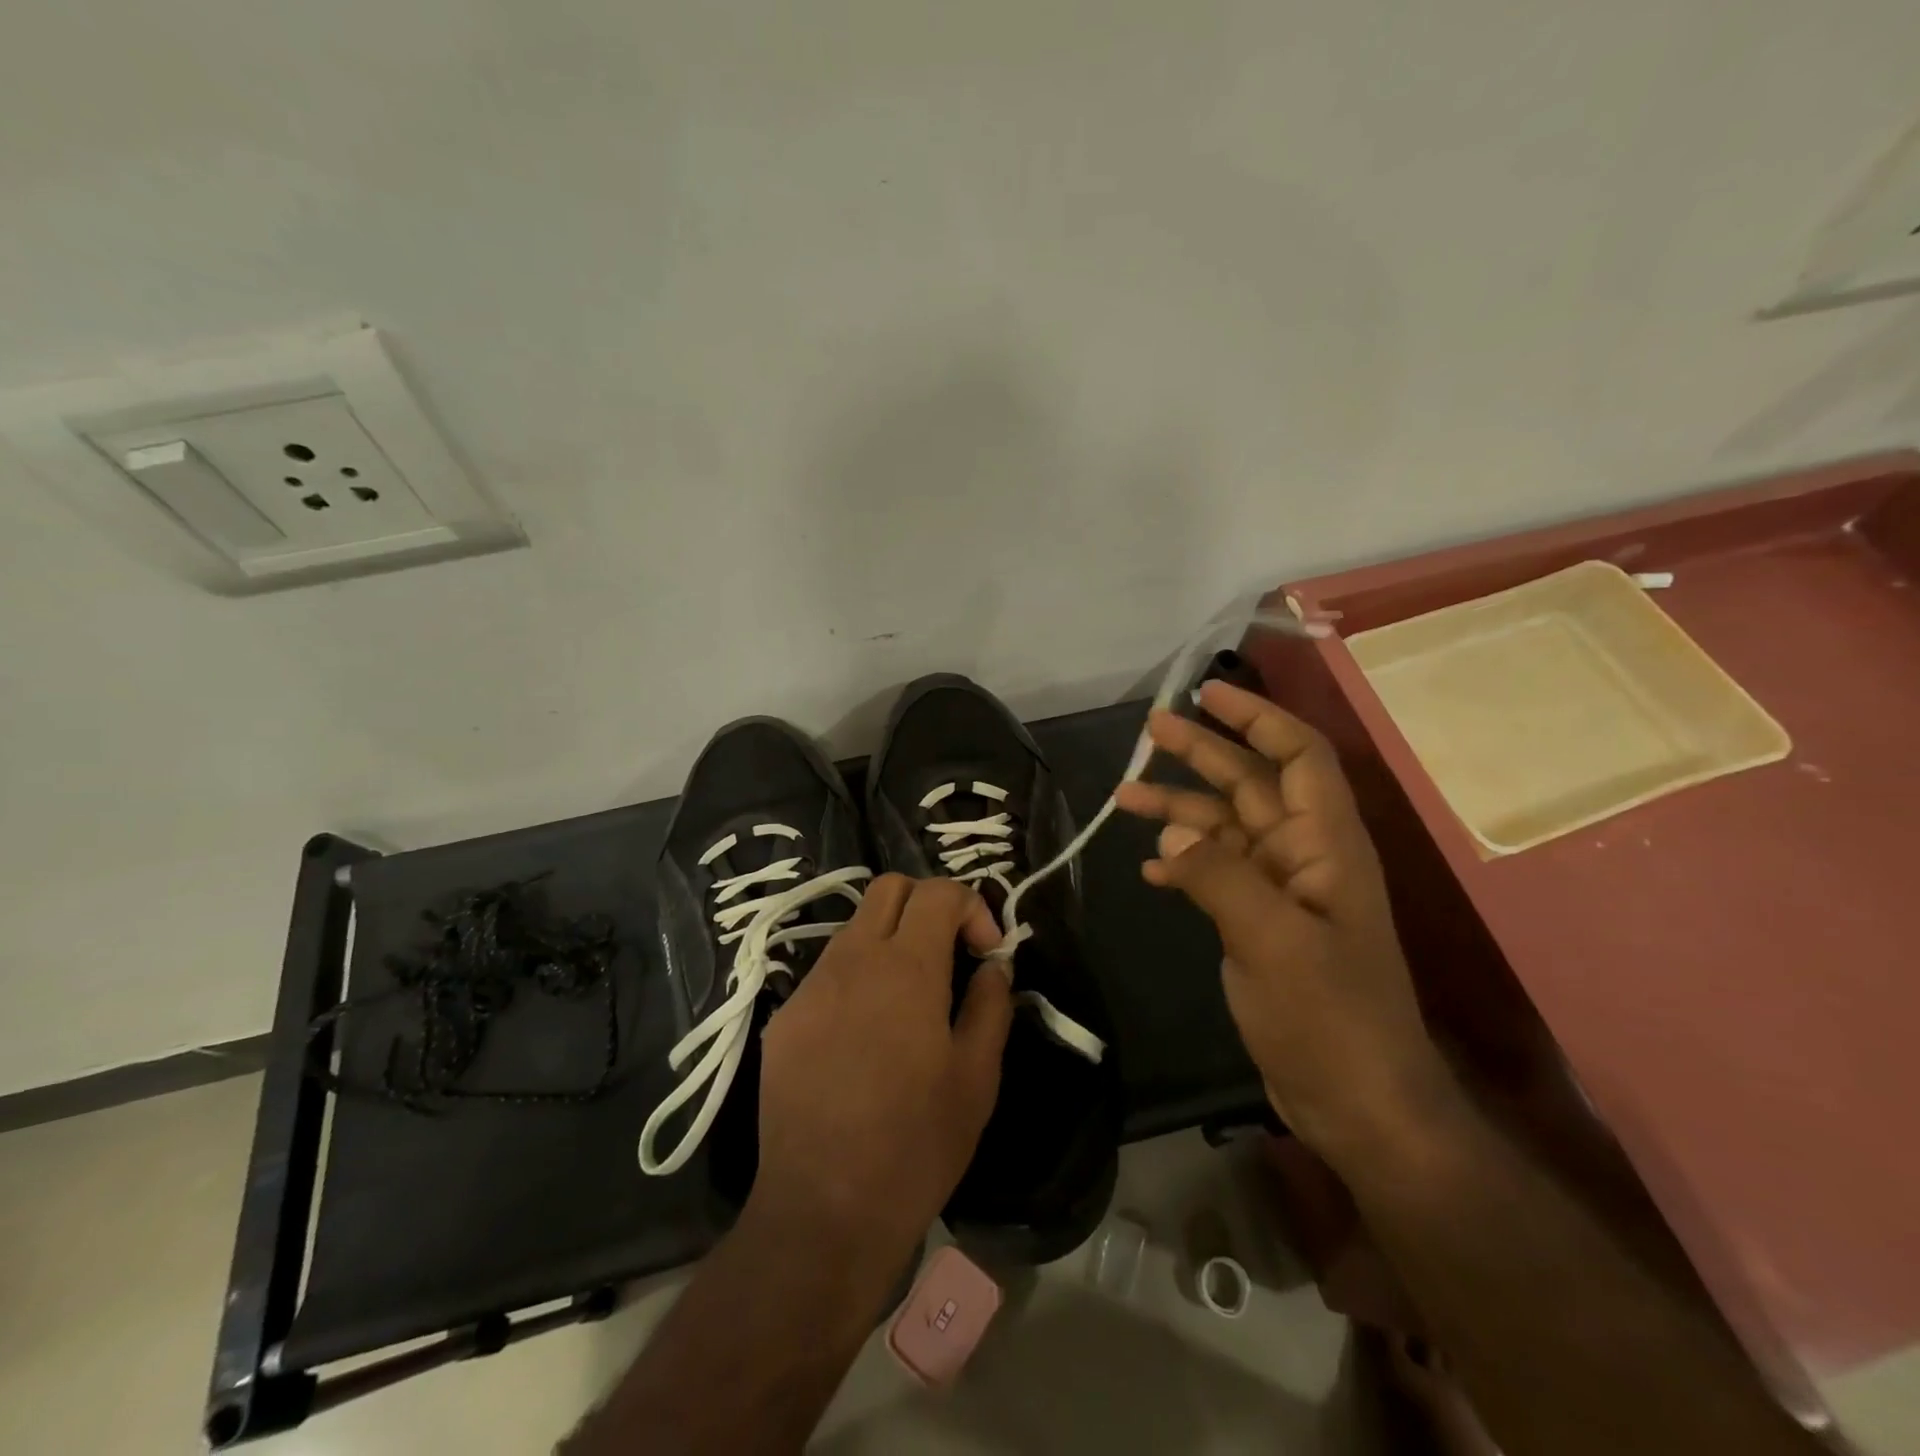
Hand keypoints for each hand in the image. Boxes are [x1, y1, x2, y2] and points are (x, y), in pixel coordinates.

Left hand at [750, 875, 1013, 1256]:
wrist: (823, 1209)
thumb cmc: (916, 1143)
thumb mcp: (977, 1075)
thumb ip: (990, 1003)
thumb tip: (992, 966)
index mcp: (905, 967)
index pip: (938, 892)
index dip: (972, 907)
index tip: (987, 952)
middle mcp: (852, 959)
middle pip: (889, 888)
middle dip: (928, 904)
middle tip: (950, 952)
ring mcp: (812, 986)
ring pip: (856, 928)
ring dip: (891, 941)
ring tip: (911, 999)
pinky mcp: (786, 1018)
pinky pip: (829, 973)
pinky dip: (859, 978)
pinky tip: (868, 1036)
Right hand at [1114, 681, 1447, 1164]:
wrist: (1355, 1102)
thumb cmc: (1330, 1017)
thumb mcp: (1272, 940)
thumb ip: (1220, 875)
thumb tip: (1172, 831)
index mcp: (1325, 845)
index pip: (1299, 757)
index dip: (1258, 719)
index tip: (1208, 695)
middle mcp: (1304, 856)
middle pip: (1251, 785)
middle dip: (1203, 753)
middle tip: (1150, 729)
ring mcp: (1280, 891)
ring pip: (1225, 829)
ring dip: (1178, 810)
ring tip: (1122, 797)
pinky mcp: (1258, 924)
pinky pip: (1215, 874)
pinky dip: (1183, 864)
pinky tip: (1150, 869)